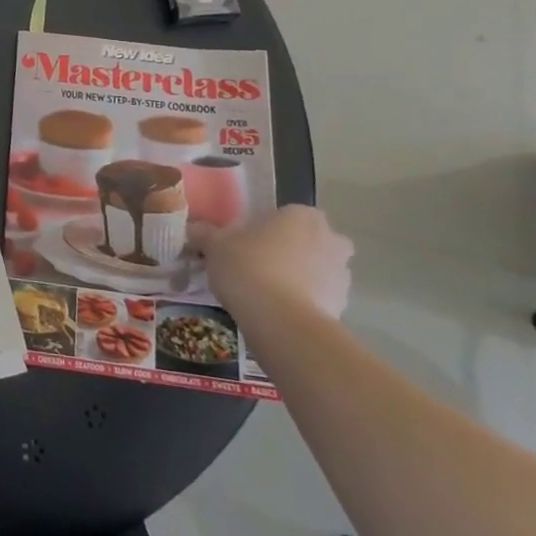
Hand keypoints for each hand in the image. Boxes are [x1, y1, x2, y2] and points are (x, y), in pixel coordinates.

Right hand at [191, 205, 352, 319]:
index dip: (266, 229)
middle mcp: (330, 239)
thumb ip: (205, 233)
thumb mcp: (215, 246)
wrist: (281, 321)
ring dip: (300, 277)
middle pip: (310, 241)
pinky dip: (304, 302)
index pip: (285, 214)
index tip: (246, 243)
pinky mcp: (343, 307)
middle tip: (260, 264)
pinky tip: (277, 312)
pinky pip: (319, 298)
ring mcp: (342, 274)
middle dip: (292, 251)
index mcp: (301, 215)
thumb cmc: (248, 267)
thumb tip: (193, 228)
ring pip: (318, 270)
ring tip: (266, 293)